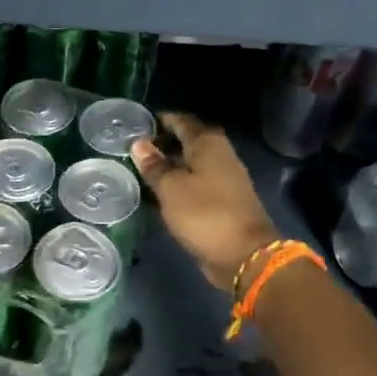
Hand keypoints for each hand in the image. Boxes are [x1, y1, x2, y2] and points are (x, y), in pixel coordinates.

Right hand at [131, 114, 279, 291]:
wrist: (244, 255)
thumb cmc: (205, 214)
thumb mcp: (171, 188)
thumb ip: (154, 165)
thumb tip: (139, 143)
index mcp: (208, 144)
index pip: (180, 121)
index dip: (158, 121)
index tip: (135, 126)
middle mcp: (219, 155)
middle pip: (186, 141)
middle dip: (161, 143)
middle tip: (132, 150)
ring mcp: (223, 178)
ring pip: (190, 164)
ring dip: (168, 166)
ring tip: (139, 171)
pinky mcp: (222, 200)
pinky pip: (194, 184)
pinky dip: (177, 184)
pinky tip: (158, 193)